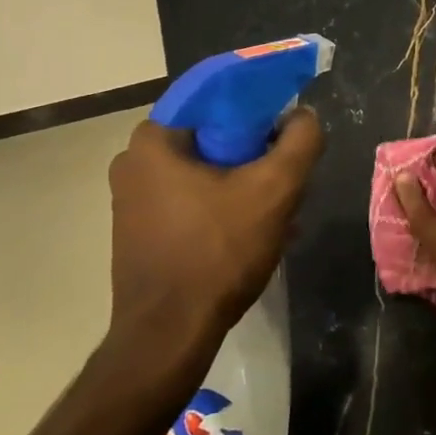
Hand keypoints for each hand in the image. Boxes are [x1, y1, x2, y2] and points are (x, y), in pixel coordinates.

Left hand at [106, 109, 324, 361]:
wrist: (169, 335)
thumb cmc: (218, 252)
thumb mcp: (275, 190)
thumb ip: (300, 141)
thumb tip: (303, 115)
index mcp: (154, 140)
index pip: (215, 99)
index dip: (259, 107)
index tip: (287, 130)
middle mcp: (133, 163)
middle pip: (213, 139)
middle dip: (256, 155)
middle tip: (288, 177)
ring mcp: (131, 200)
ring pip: (205, 173)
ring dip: (244, 185)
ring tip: (281, 212)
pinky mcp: (139, 232)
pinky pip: (191, 201)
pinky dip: (223, 207)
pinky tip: (255, 234)